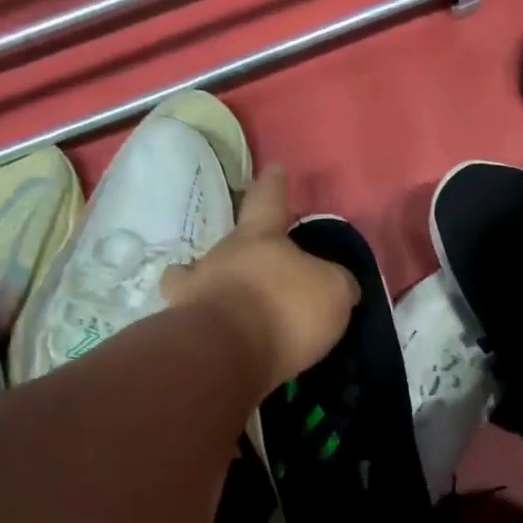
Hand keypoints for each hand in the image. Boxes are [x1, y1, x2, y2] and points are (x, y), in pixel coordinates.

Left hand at [161, 163, 360, 392]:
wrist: (228, 353)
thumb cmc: (285, 309)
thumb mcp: (333, 291)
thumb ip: (337, 282)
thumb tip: (339, 284)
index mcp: (260, 237)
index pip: (269, 201)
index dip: (274, 186)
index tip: (274, 169)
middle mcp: (222, 254)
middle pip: (234, 244)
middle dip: (246, 253)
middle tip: (262, 271)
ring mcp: (195, 289)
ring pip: (202, 277)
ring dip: (215, 285)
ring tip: (231, 304)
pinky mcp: (183, 326)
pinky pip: (192, 315)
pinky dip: (201, 319)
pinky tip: (213, 332)